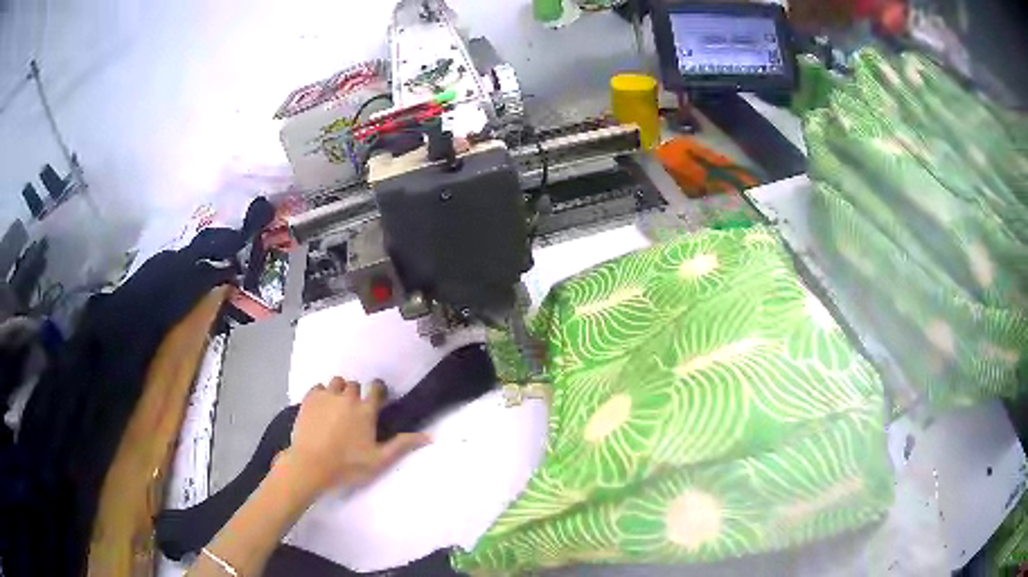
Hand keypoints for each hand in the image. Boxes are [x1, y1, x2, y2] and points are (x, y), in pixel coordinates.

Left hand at [279, 377, 430, 493]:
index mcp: (366, 410)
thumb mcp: (379, 460)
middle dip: (357, 394)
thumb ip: (402, 445)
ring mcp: (326, 396)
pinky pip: (319, 387)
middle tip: (354, 413)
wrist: (310, 466)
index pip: (376, 387)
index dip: (378, 391)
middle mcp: (348, 397)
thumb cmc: (348, 465)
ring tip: (337, 408)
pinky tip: (322, 409)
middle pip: (355, 385)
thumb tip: (430, 436)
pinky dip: (322, 394)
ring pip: (337, 382)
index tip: (377, 400)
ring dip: (340, 391)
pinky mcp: (309, 398)